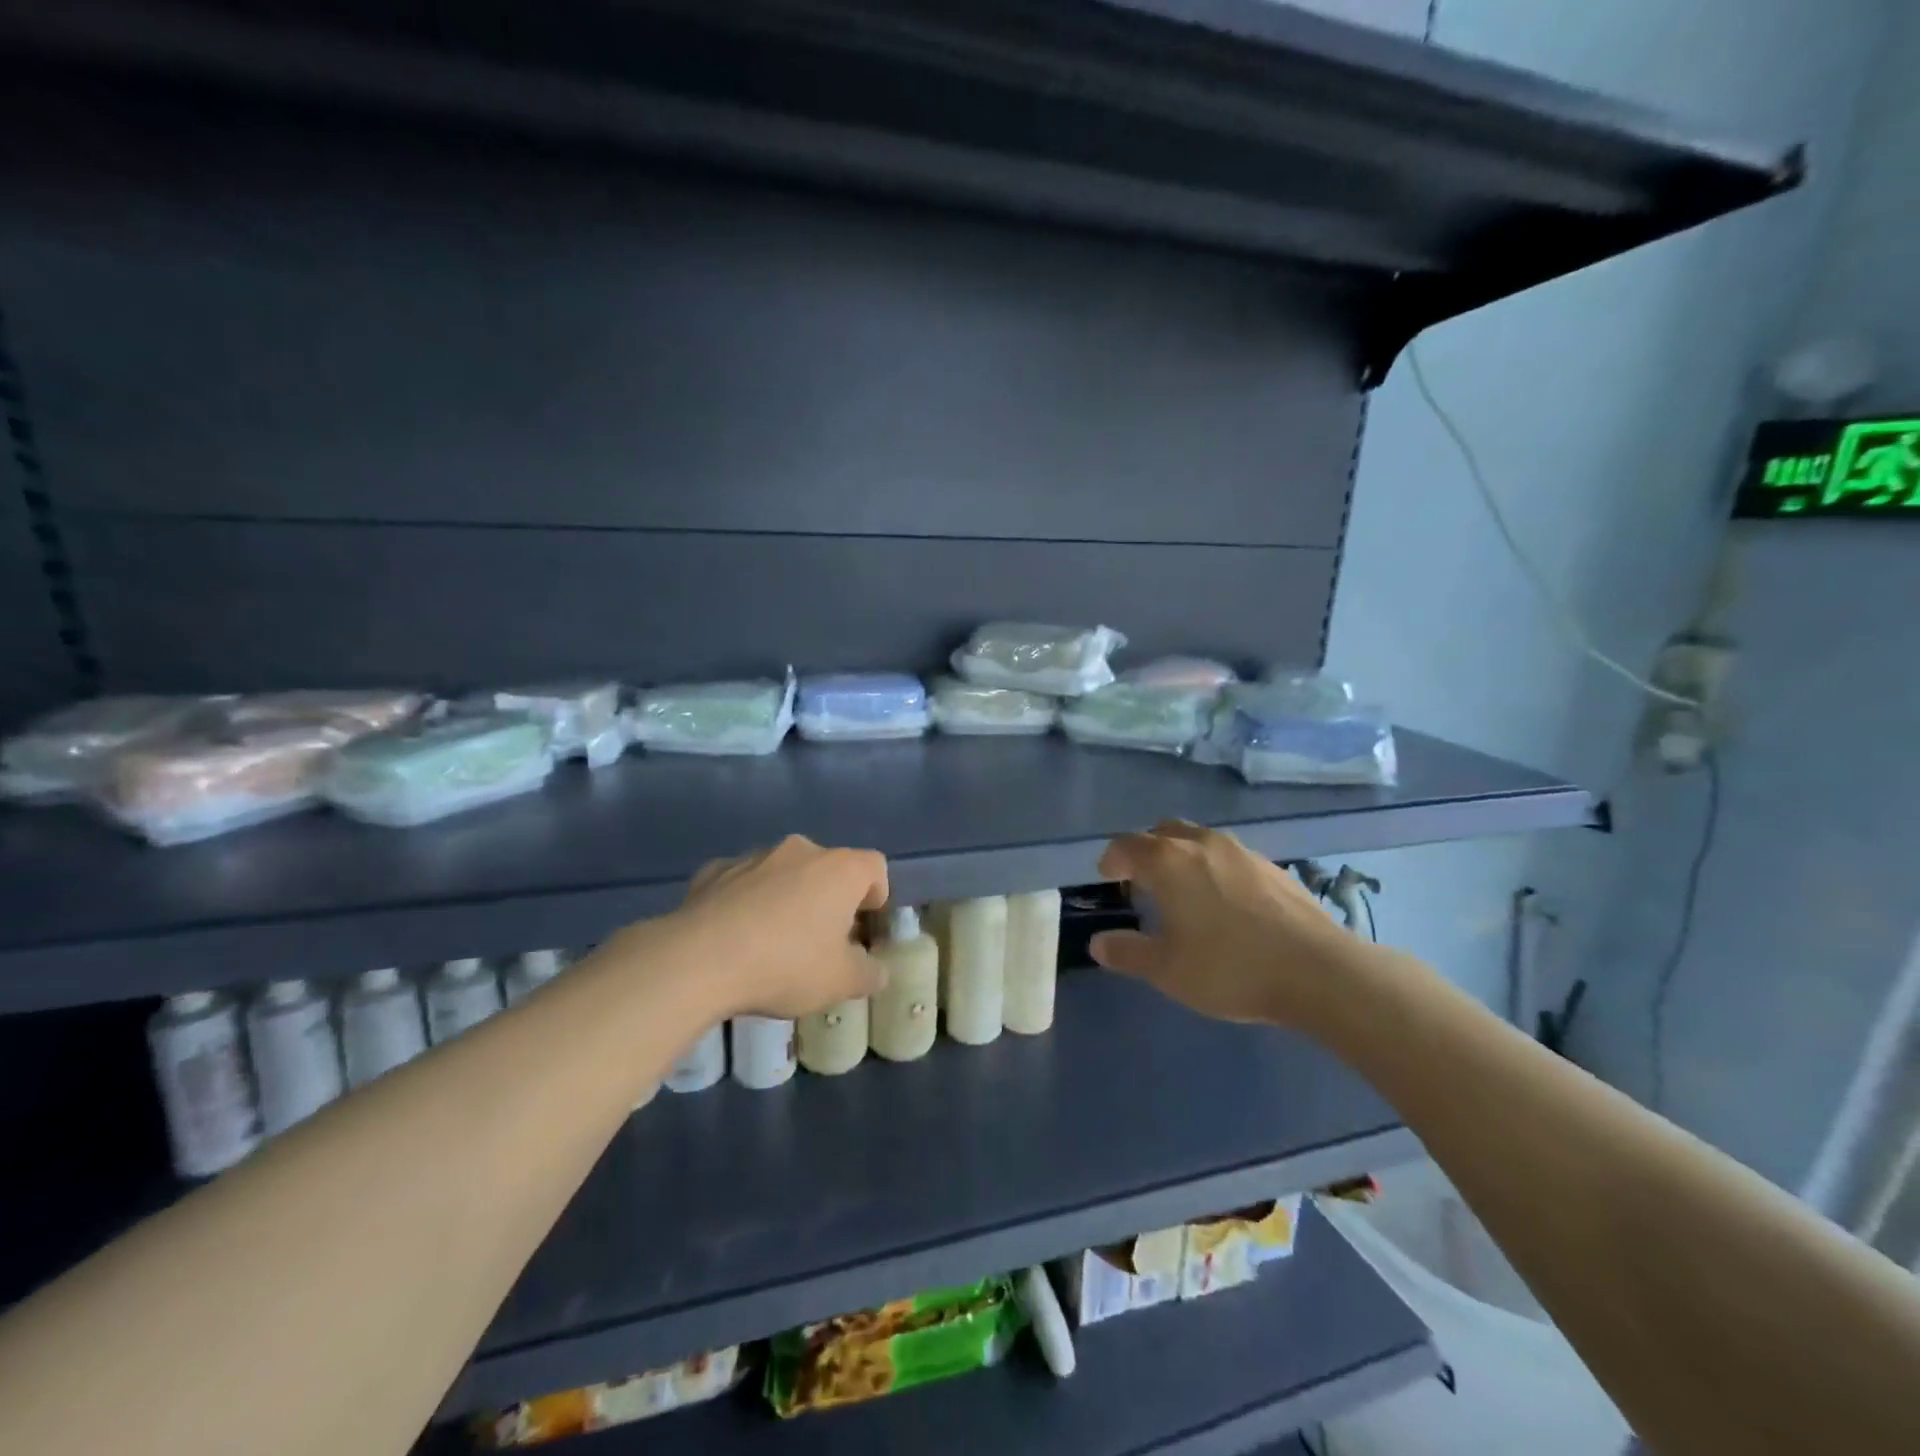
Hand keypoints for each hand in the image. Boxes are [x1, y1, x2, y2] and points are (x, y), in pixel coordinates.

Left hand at [672, 835, 889, 1018]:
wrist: (699, 960)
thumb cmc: (786, 965)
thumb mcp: (840, 983)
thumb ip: (867, 974)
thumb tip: (876, 971)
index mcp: (840, 869)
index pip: (874, 867)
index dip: (876, 896)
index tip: (863, 929)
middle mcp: (801, 851)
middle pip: (828, 868)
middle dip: (829, 899)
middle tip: (821, 942)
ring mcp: (755, 857)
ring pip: (784, 873)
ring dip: (787, 897)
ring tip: (773, 943)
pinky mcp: (715, 870)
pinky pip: (743, 882)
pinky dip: (747, 901)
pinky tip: (735, 936)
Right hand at [1090, 821, 1366, 1026]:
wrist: (1318, 972)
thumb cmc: (1229, 967)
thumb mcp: (1167, 969)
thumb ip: (1128, 953)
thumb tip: (1099, 943)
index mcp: (1168, 861)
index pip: (1127, 845)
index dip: (1112, 859)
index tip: (1107, 877)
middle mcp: (1202, 843)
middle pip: (1163, 832)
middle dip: (1146, 850)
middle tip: (1141, 880)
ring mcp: (1242, 851)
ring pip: (1199, 840)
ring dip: (1182, 856)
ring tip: (1183, 891)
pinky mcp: (1274, 867)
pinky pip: (1229, 856)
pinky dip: (1214, 868)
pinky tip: (1225, 903)